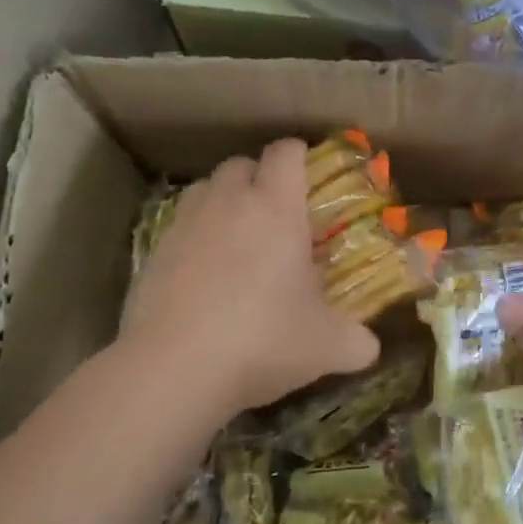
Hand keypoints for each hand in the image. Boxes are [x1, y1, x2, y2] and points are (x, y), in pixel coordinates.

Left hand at [118, 139, 379, 418]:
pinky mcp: (152, 255)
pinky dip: (195, 239)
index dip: (300, 156)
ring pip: (205, 190)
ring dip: (223, 202)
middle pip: (241, 164)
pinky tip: (205, 277)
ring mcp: (184, 226)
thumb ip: (356, 341)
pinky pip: (179, 228)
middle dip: (260, 179)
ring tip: (238, 240)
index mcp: (276, 209)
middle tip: (278, 215)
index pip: (286, 152)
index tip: (311, 178)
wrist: (173, 370)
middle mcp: (228, 204)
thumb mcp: (326, 347)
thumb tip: (370, 346)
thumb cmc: (262, 340)